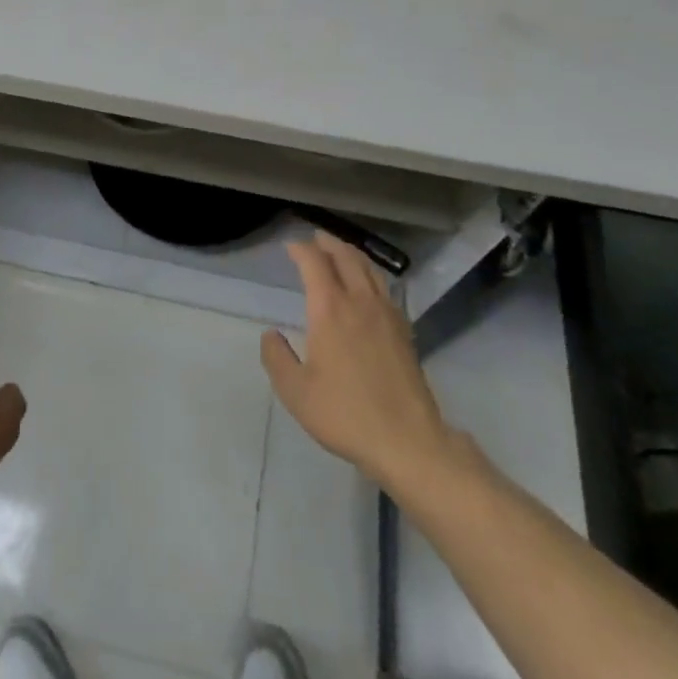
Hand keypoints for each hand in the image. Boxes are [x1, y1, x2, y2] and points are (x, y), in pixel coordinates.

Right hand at [262, 233, 475, 492]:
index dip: (301, 250)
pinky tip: (369, 286)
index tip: (290, 246)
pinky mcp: (404, 330)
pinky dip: (371, 275)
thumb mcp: (296, 392)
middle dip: (328, 243)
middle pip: (345, 257)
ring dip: (351, 254)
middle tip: (315, 238)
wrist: (407, 440)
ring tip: (341, 252)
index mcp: (330, 309)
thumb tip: (270, 335)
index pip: (314, 263)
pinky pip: (385, 288)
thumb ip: (277, 358)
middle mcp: (359, 301)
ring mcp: (386, 313)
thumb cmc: (346, 414)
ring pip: (369, 269)